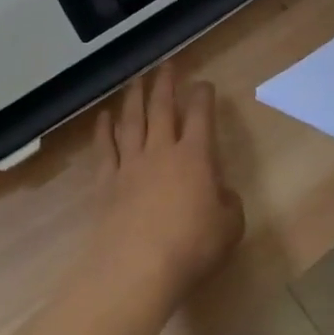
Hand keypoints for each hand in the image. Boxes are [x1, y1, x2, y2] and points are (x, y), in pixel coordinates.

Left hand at [86, 65, 244, 305]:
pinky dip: (104, 130)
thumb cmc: (191, 248)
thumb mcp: (229, 227)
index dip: (203, 96)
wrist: (136, 269)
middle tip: (166, 65)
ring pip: (131, 121)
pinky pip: (105, 149)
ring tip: (136, 80)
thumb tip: (220, 192)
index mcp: (196, 157)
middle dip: (165, 84)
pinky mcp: (106, 183)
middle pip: (161, 108)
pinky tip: (104, 118)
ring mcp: (130, 165)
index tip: (204, 84)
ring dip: (134, 98)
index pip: (200, 116)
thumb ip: (228, 204)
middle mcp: (161, 151)